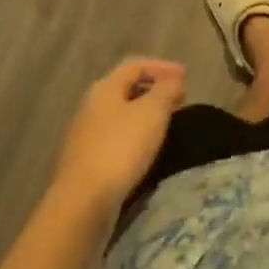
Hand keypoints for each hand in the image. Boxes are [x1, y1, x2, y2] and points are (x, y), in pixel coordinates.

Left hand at [51, 57, 186, 210]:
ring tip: (166, 123)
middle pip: (126, 88)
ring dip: (145, 114)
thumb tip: (174, 81)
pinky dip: (135, 135)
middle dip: (154, 90)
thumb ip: (166, 90)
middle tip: (179, 99)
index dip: (162, 67)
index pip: (135, 65)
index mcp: (105, 88)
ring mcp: (85, 135)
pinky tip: (146, 149)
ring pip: (120, 114)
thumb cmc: (120, 148)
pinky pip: (115, 138)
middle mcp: (91, 106)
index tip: (186, 77)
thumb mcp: (152, 112)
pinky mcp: (85, 162)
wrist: (82, 203)